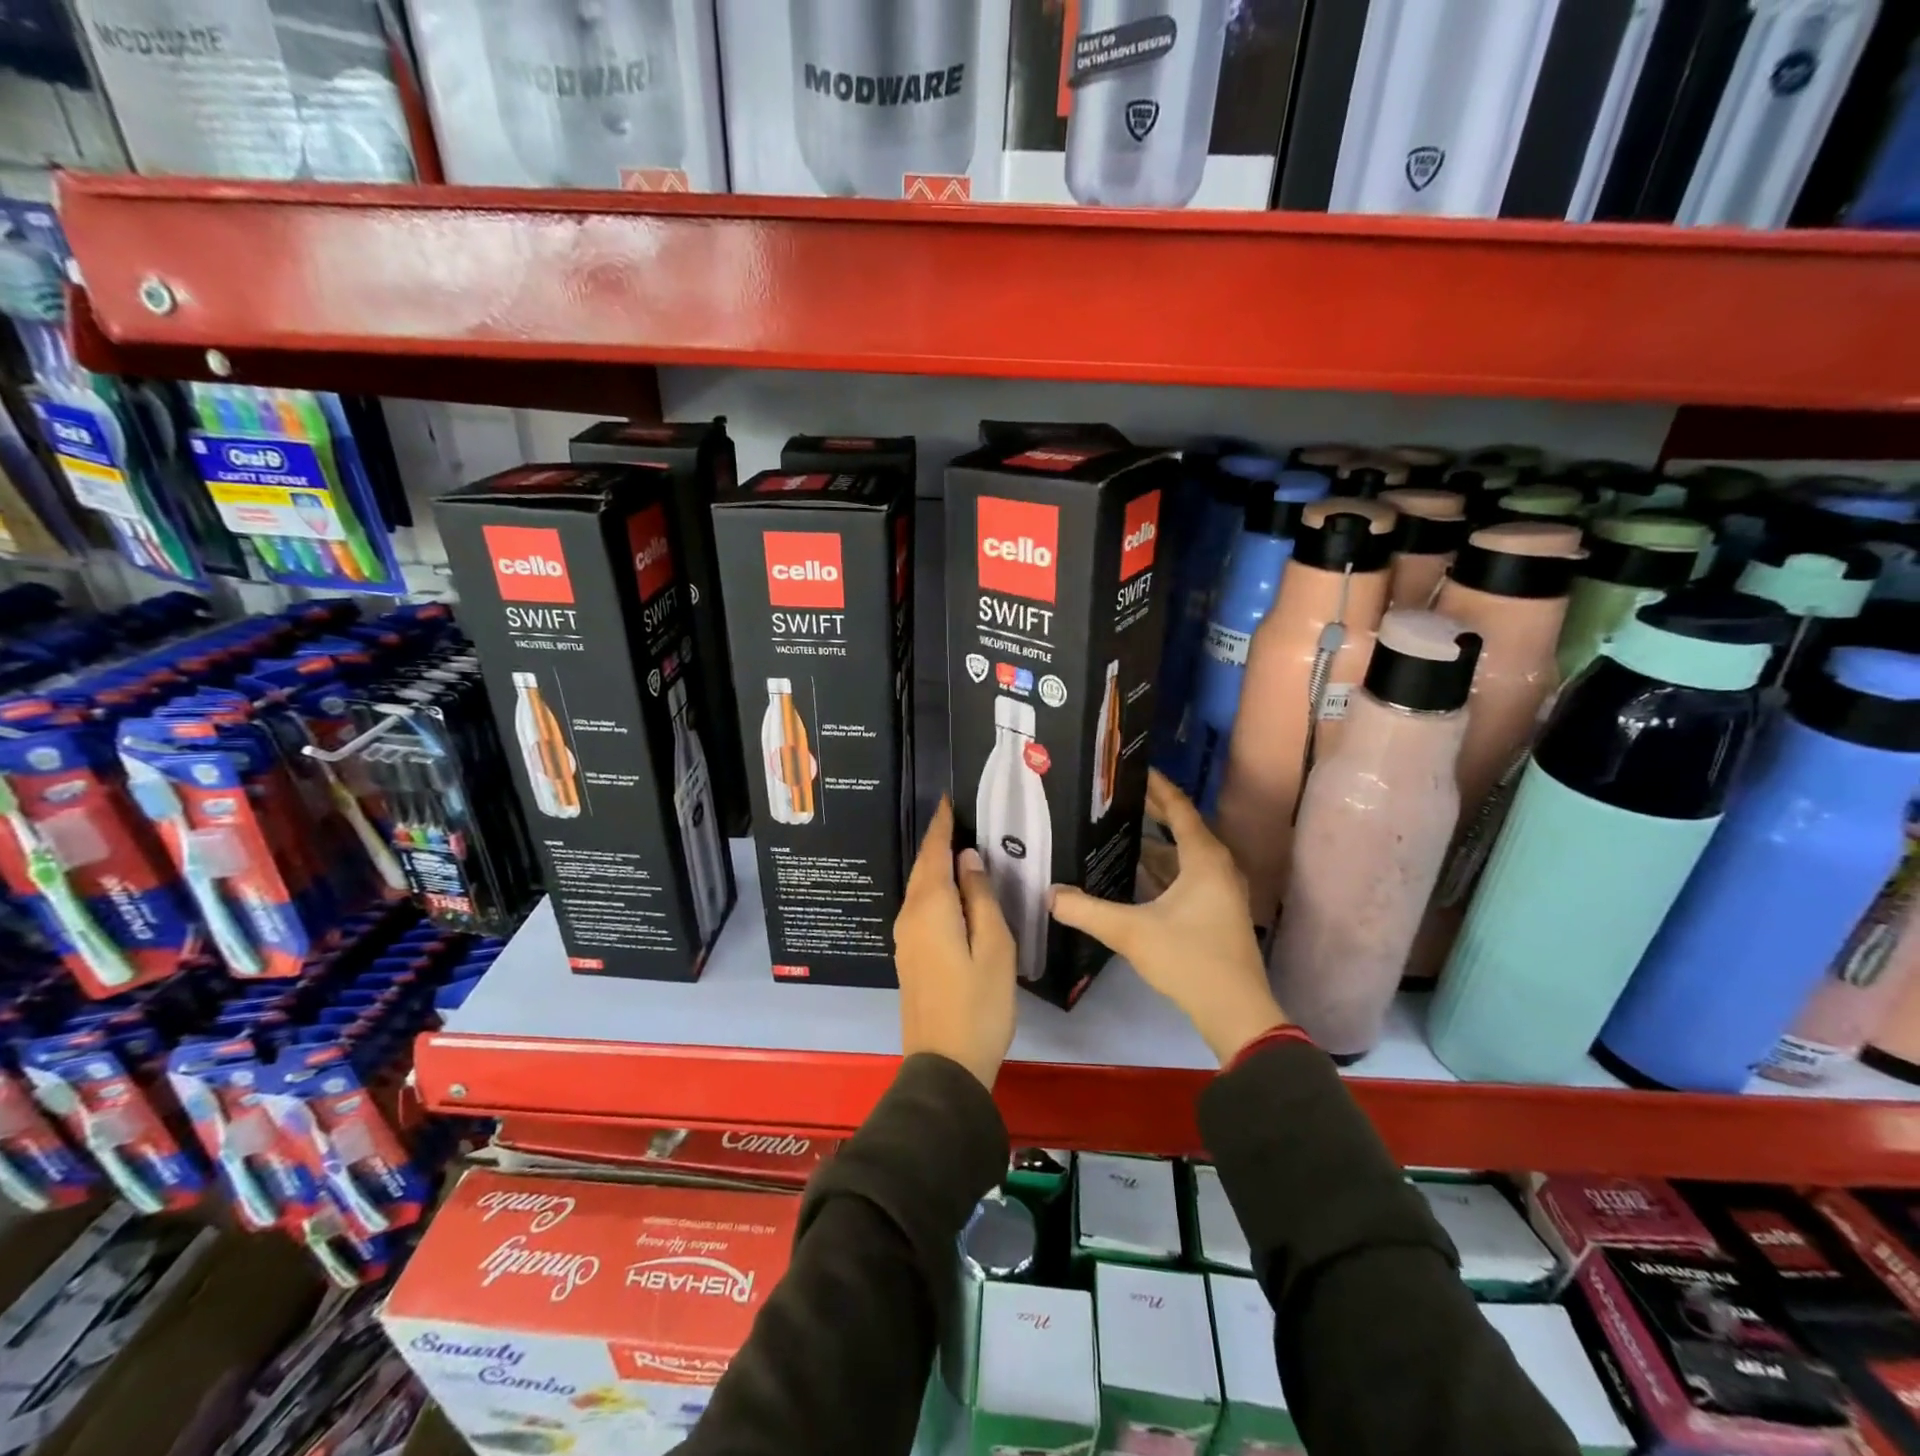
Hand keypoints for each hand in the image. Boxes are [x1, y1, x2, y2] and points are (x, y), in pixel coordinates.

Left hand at [893, 797, 1016, 1088]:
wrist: (945, 1066)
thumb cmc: (979, 1005)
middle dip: (937, 842)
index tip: (948, 800)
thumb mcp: (994, 948)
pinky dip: (934, 889)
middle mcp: (910, 916)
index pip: (934, 853)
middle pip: (923, 869)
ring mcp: (905, 939)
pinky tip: (952, 891)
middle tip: (957, 817)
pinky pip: (921, 908)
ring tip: (958, 846)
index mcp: (931, 908)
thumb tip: (969, 859)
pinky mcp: (909, 956)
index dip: (942, 826)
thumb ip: (981, 898)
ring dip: (935, 865)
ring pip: (920, 889)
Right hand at [1050, 770, 1287, 1065]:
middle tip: (1115, 796)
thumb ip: (1086, 911)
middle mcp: (1216, 867)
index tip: (1133, 768)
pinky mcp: (1215, 912)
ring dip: (1154, 843)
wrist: (1236, 1013)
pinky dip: (1161, 869)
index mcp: (1204, 859)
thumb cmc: (1189, 960)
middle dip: (1150, 812)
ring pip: (1182, 856)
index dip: (1156, 787)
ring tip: (1116, 830)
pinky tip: (1133, 873)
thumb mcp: (1131, 932)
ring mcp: (1219, 891)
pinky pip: (1185, 876)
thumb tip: (1049, 894)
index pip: (1178, 809)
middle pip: (1181, 828)